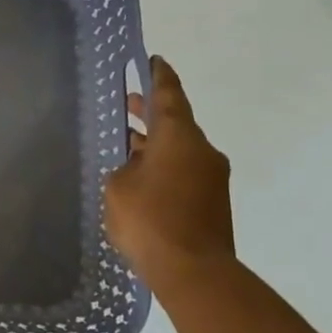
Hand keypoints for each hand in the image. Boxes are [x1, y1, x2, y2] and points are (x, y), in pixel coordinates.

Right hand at [104, 56, 235, 293]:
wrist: (194, 272)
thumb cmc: (149, 219)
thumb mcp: (118, 187)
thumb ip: (125, 168)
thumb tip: (137, 169)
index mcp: (179, 137)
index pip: (169, 96)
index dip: (159, 76)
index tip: (154, 60)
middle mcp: (201, 151)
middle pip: (176, 122)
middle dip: (152, 112)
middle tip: (128, 103)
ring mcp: (211, 178)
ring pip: (180, 149)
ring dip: (156, 143)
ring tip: (128, 143)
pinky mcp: (213, 203)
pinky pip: (184, 172)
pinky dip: (164, 166)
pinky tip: (140, 177)